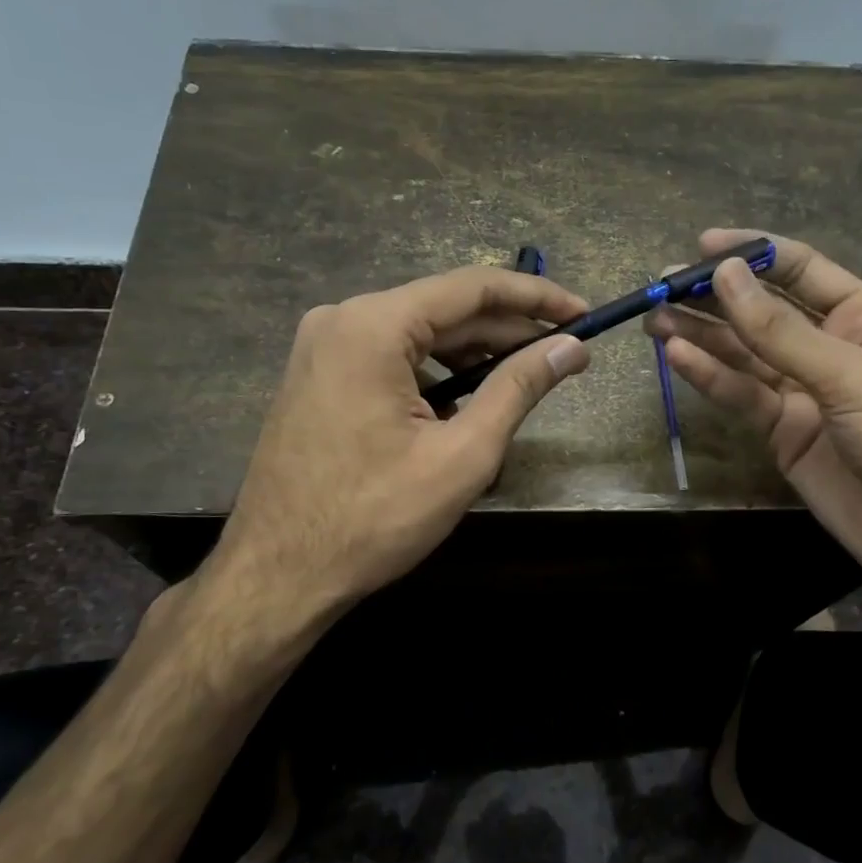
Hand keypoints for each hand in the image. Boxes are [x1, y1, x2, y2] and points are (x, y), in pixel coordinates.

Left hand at [196, 266, 590, 628]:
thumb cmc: (374, 518)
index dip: (537, 298)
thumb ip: (519, 388)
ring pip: (419, 333)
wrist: (277, 575)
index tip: (584, 314)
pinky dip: (437, 370)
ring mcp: (324, 347)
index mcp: (374, 325)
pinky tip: (467, 398)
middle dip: (509, 329)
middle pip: (445, 308)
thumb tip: (572, 348)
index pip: (473, 288)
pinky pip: (392, 356)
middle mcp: (343, 319)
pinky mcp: (319, 375)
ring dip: (475, 351)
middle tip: (566, 351)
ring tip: (525, 375)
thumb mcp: (463, 454)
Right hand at [646, 230, 861, 598]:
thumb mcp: (851, 377)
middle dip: (715, 296)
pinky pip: (741, 396)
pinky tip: (676, 356)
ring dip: (701, 335)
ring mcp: (802, 391)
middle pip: (762, 310)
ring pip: (743, 353)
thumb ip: (781, 331)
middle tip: (663, 285)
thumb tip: (726, 275)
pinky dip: (710, 377)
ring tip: (654, 318)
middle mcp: (828, 346)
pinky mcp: (781, 432)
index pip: (800, 269)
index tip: (702, 245)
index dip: (752, 253)